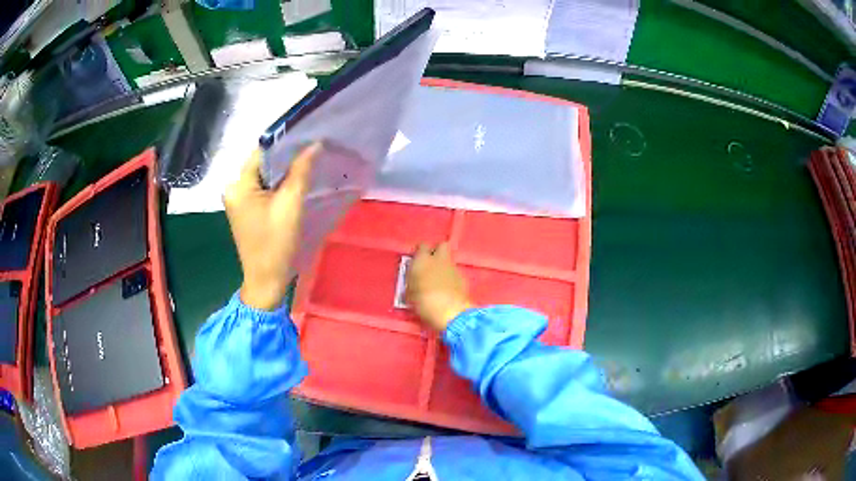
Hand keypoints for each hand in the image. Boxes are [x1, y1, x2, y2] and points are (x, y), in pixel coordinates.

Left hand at [223, 143, 320, 310]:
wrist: (266, 281)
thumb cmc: (276, 244)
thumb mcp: (291, 205)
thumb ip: (301, 171)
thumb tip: (314, 144)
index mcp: (238, 185)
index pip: (263, 152)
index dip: (285, 143)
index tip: (309, 136)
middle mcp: (234, 188)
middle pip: (263, 163)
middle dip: (287, 157)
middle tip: (313, 149)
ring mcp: (239, 200)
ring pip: (265, 175)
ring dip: (284, 171)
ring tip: (308, 162)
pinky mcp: (246, 209)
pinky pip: (263, 188)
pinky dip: (278, 184)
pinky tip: (295, 182)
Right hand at [406, 243, 472, 331]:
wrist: (451, 313)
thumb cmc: (424, 303)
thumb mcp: (409, 294)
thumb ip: (412, 282)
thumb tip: (414, 279)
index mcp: (422, 260)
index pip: (422, 246)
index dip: (420, 252)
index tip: (417, 262)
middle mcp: (439, 259)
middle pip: (441, 245)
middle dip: (436, 251)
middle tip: (430, 264)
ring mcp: (453, 267)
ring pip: (449, 259)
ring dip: (444, 265)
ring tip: (438, 279)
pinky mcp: (463, 278)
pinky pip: (455, 272)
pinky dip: (451, 277)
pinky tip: (447, 288)